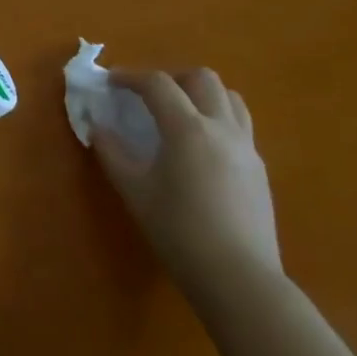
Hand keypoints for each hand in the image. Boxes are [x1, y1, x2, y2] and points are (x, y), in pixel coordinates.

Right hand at [92, 66, 280, 300]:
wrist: (239, 278)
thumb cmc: (179, 232)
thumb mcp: (135, 192)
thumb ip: (112, 154)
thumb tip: (97, 128)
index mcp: (188, 129)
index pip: (158, 84)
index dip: (130, 77)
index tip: (110, 82)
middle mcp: (222, 128)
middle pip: (202, 78)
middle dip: (171, 78)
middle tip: (148, 96)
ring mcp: (247, 147)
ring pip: (229, 97)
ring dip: (200, 94)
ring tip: (178, 114)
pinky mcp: (259, 169)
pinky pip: (239, 125)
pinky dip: (216, 119)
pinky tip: (200, 148)